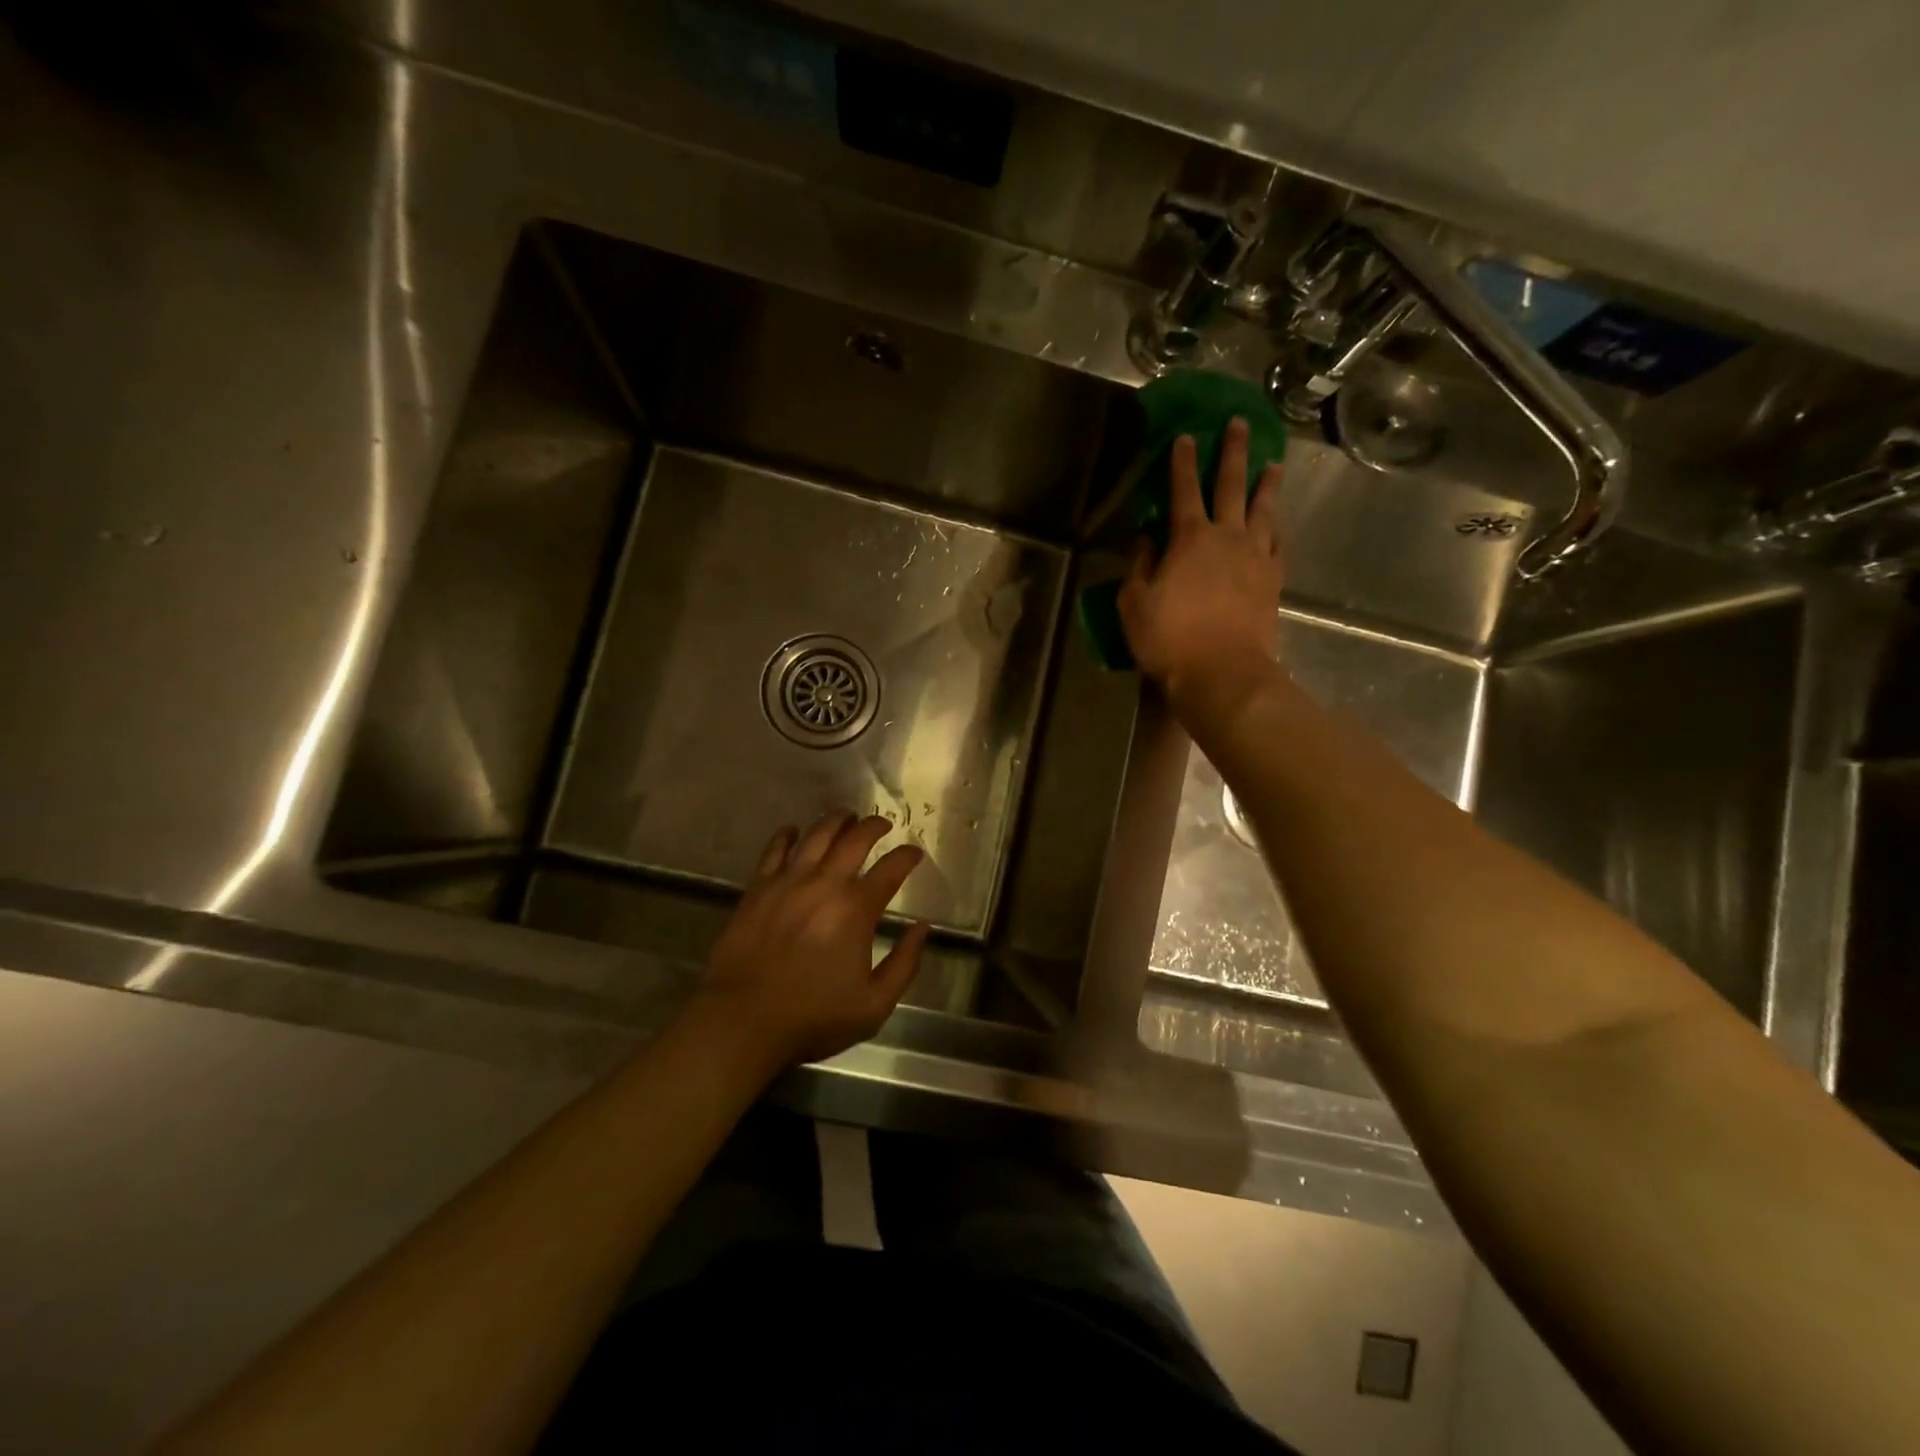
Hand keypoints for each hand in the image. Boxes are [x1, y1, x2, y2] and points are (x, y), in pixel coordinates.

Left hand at [693, 812, 930, 1073]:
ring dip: (836, 820)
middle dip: (874, 826)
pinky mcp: (758, 887)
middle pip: (854, 839)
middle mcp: (824, 883)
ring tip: (846, 816)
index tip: (914, 853)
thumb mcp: (874, 1004)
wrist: (742, 1020)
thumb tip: (922, 928)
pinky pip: (775, 848)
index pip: (891, 869)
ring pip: (816, 834)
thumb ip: (905, 963)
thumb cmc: (813, 1017)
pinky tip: (794, 832)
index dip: (907, 856)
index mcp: (856, 909)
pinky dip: (788, 835)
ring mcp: (787, 881)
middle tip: (883, 824)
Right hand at [1117, 418, 1283, 703]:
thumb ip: (1140, 567)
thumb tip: (1146, 539)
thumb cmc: (1169, 640)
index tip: (1185, 436)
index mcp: (1189, 539)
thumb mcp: (1135, 604)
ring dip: (1266, 484)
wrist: (1223, 673)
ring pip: (1264, 509)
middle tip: (1240, 425)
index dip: (1182, 461)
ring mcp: (1255, 557)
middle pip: (1231, 485)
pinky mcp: (1273, 580)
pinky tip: (1277, 523)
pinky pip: (1277, 544)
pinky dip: (1277, 528)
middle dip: (1233, 452)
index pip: (1183, 489)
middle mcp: (1227, 537)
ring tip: (1273, 464)